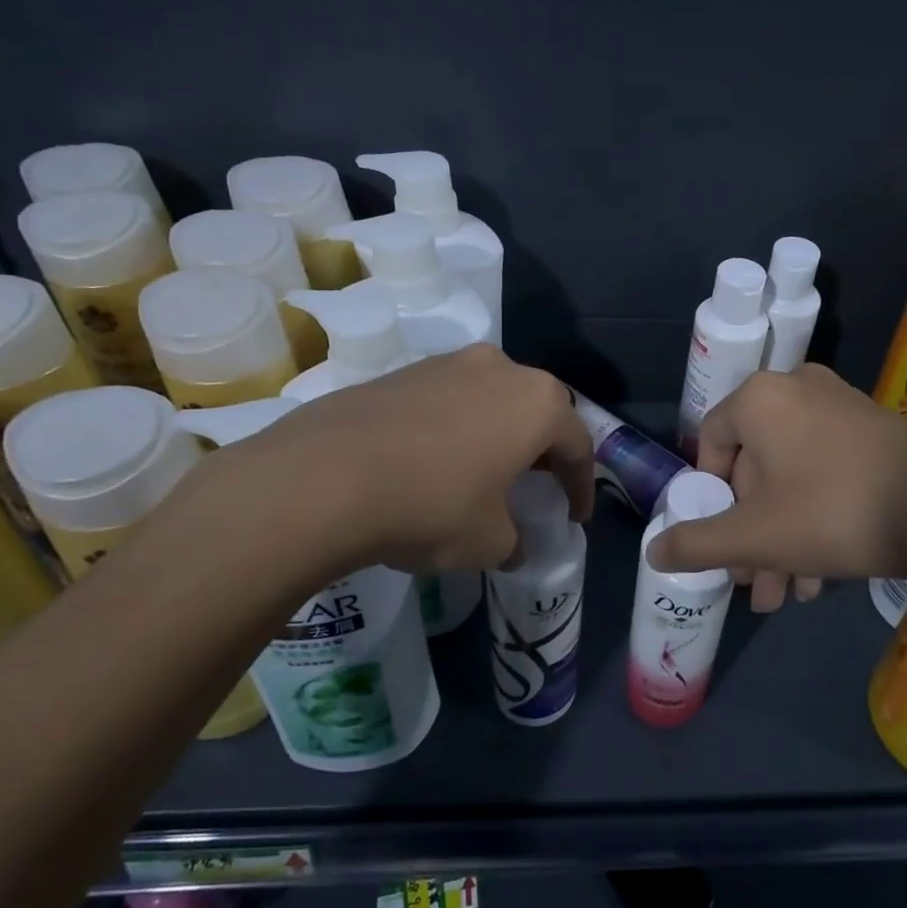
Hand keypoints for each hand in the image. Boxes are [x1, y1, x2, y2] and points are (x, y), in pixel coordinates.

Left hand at [191, 345, 594, 582]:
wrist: (325, 477)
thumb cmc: (431, 506)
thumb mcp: (489, 542)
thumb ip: (515, 541)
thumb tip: (512, 543)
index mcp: (538, 404)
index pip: (578, 445)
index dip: (581, 486)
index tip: (575, 517)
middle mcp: (502, 370)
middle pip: (538, 411)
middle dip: (542, 451)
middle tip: (536, 486)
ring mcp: (450, 364)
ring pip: (493, 400)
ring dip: (498, 434)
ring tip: (485, 472)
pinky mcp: (405, 371)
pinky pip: (450, 399)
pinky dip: (457, 427)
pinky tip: (436, 461)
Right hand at [648, 365, 906, 610]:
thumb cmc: (831, 512)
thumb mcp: (754, 537)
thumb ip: (696, 543)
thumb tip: (654, 550)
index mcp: (761, 398)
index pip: (711, 442)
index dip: (710, 496)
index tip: (722, 537)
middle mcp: (798, 388)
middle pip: (756, 468)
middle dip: (753, 532)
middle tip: (756, 582)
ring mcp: (841, 404)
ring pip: (793, 475)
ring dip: (785, 535)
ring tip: (790, 594)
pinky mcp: (874, 427)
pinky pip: (826, 468)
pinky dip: (816, 514)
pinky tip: (822, 573)